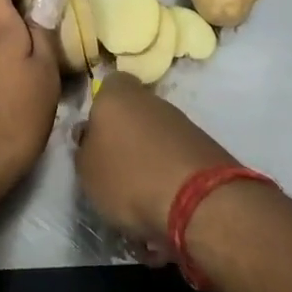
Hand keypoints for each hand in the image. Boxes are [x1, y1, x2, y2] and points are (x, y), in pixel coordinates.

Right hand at [75, 74, 237, 245]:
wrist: (199, 202)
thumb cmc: (129, 178)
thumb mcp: (87, 170)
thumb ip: (85, 147)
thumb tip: (90, 136)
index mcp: (119, 96)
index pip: (110, 83)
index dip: (101, 106)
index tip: (94, 132)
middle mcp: (153, 101)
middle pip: (134, 114)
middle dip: (125, 139)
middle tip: (113, 172)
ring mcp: (184, 124)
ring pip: (156, 139)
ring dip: (147, 163)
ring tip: (138, 201)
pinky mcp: (206, 150)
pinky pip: (176, 161)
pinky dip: (169, 179)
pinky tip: (163, 208)